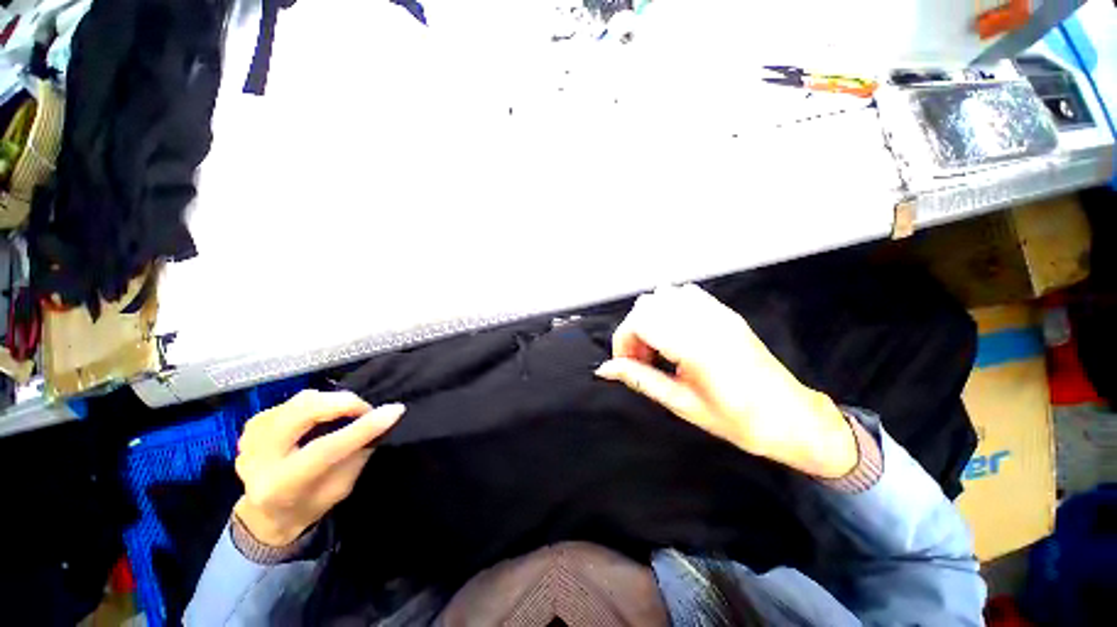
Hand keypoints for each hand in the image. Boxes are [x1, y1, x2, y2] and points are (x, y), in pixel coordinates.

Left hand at [233, 390, 404, 545]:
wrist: (264, 514)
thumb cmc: (309, 505)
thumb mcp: (340, 489)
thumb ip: (357, 455)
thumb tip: (382, 421)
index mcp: (280, 486)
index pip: (325, 449)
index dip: (363, 427)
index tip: (396, 410)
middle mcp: (257, 460)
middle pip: (303, 413)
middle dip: (344, 403)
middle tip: (366, 410)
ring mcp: (250, 438)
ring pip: (300, 401)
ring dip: (332, 402)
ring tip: (347, 413)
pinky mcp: (252, 425)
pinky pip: (293, 402)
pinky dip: (317, 404)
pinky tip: (322, 417)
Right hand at [595, 284, 855, 478]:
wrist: (791, 417)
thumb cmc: (738, 420)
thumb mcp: (682, 404)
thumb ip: (640, 379)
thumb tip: (605, 369)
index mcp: (694, 345)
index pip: (639, 321)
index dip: (623, 341)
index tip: (626, 365)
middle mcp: (704, 320)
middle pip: (647, 304)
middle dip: (633, 330)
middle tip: (641, 360)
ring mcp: (717, 312)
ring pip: (664, 294)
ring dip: (650, 318)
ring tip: (657, 346)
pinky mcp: (725, 312)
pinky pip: (685, 294)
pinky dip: (669, 308)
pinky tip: (675, 332)